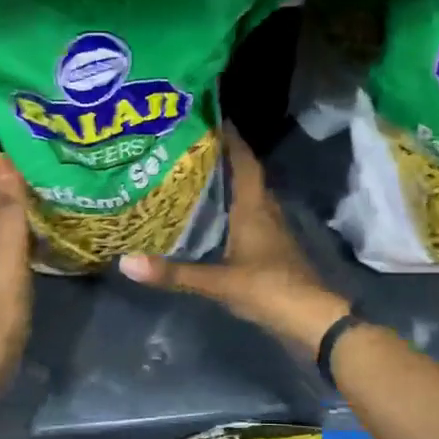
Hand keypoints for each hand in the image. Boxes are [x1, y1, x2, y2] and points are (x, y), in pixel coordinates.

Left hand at [0, 153, 33, 383]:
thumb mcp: (8, 253)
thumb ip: (9, 211)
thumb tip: (0, 157)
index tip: (11, 152)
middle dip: (3, 197)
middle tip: (30, 175)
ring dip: (13, 224)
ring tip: (39, 208)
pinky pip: (11, 263)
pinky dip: (21, 250)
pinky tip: (34, 254)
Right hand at [121, 128, 350, 355]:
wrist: (312, 320)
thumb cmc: (269, 289)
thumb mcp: (218, 282)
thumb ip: (174, 272)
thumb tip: (126, 262)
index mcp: (255, 208)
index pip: (245, 162)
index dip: (231, 139)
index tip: (210, 118)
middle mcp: (265, 212)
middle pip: (246, 175)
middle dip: (222, 159)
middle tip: (189, 147)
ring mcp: (272, 232)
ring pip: (248, 197)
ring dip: (227, 184)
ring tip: (193, 176)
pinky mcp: (271, 251)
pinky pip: (249, 219)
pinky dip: (231, 211)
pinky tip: (211, 218)